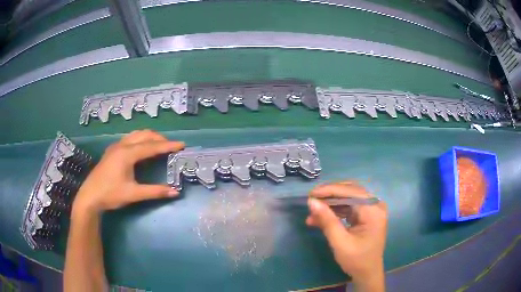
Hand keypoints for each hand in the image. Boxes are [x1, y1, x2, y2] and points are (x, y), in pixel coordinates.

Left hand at [73, 130, 184, 213]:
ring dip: (149, 137)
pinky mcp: (111, 151)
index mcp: (127, 154)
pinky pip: (129, 139)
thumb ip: (154, 191)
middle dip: (159, 138)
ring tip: (158, 145)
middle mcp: (122, 146)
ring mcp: (115, 147)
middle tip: (171, 146)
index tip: (181, 144)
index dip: (167, 145)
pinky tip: (141, 149)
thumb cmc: (111, 194)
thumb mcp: (133, 194)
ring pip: (135, 135)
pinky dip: (140, 140)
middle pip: (144, 135)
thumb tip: (175, 192)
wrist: (90, 196)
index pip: (151, 146)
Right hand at [306, 181, 386, 290]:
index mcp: (373, 211)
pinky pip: (349, 206)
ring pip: (348, 198)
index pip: (351, 191)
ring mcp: (372, 209)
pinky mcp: (366, 214)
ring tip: (312, 214)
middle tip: (311, 201)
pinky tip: (320, 218)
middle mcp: (375, 205)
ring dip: (330, 204)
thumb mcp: (340, 242)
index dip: (330, 190)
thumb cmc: (356, 260)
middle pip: (351, 191)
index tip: (311, 194)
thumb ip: (327, 221)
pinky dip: (335, 211)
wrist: (367, 273)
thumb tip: (312, 202)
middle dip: (329, 195)